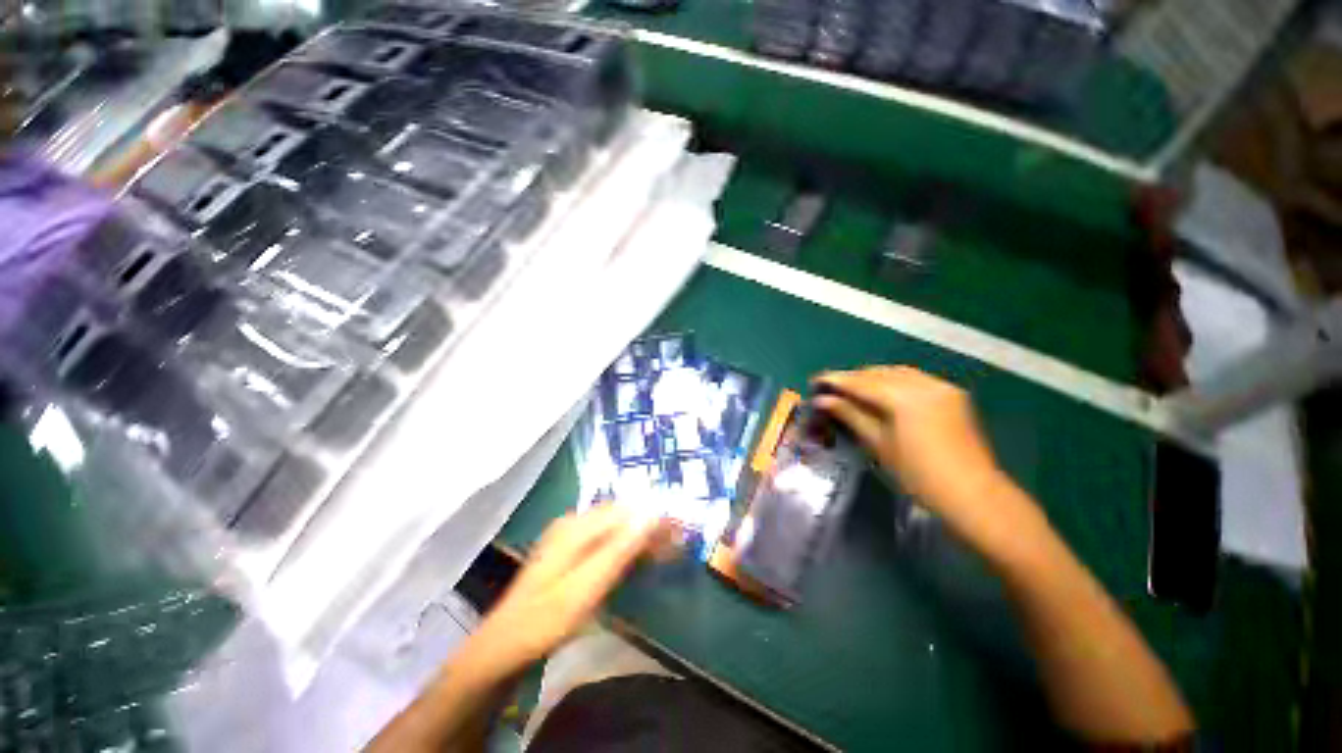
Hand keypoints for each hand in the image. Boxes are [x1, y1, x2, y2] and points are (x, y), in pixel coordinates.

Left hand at [467, 506, 665, 677]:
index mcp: (577, 526)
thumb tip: (652, 514)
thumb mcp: (587, 586)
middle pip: (621, 515)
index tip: (679, 532)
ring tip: (661, 552)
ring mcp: (567, 535)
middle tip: (674, 545)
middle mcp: (573, 522)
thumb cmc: (545, 619)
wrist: (502, 646)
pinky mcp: (566, 551)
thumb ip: (620, 549)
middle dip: (649, 526)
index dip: (655, 518)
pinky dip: (623, 546)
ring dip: (638, 536)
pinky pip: (603, 538)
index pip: (627, 511)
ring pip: (613, 526)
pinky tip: (633, 559)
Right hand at [812, 366, 1011, 533]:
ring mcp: (941, 387)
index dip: (837, 380)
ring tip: (854, 388)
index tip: (816, 380)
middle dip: (854, 378)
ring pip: (898, 372)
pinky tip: (883, 391)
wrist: (972, 495)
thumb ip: (850, 414)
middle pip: (880, 373)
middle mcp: (923, 383)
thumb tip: (822, 399)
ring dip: (873, 377)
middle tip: (832, 387)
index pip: (862, 382)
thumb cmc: (918, 475)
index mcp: (904, 397)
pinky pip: (915, 379)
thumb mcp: (878, 444)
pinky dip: (894, 381)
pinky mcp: (951, 394)